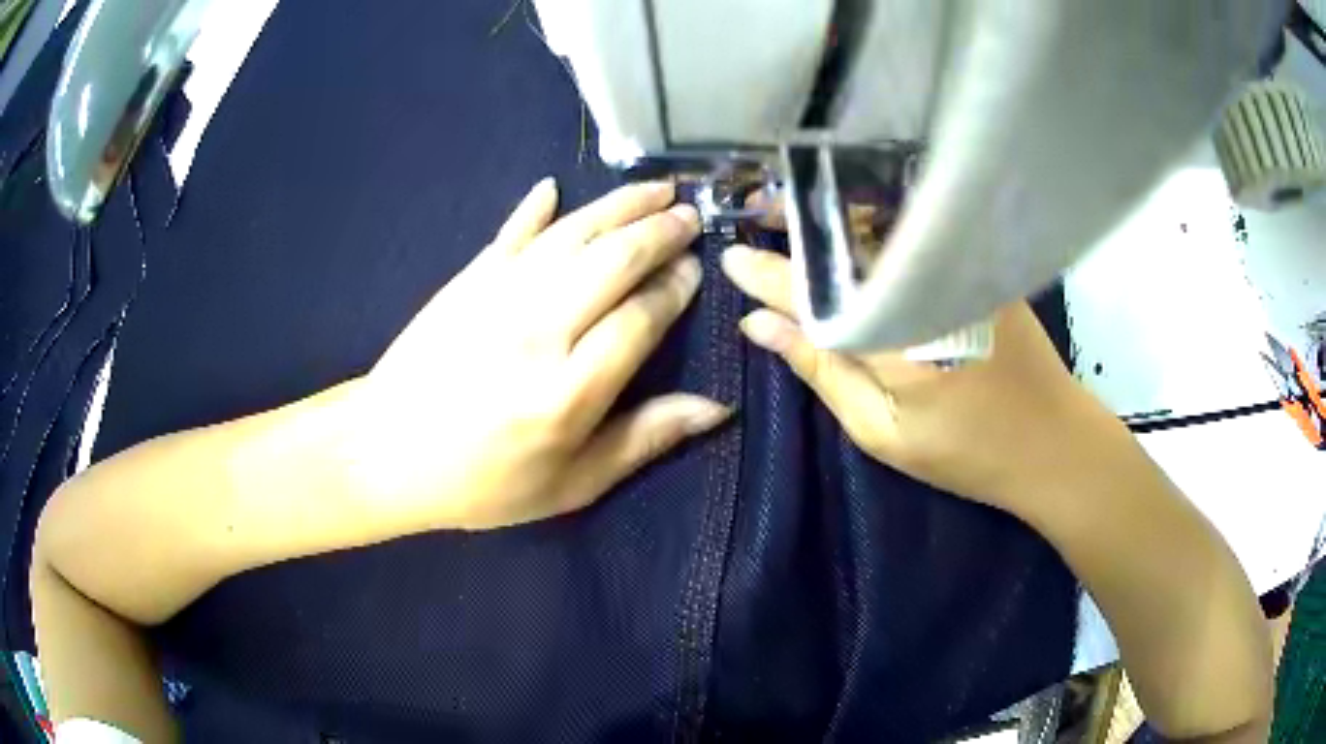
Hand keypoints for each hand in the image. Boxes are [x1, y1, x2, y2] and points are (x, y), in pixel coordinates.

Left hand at [342, 179, 728, 529]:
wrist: (386, 453)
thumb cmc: (484, 483)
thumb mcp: (571, 485)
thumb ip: (644, 440)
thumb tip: (717, 408)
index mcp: (569, 391)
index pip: (641, 318)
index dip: (675, 288)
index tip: (697, 269)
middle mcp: (538, 331)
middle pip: (613, 261)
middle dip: (659, 233)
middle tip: (690, 216)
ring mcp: (498, 296)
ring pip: (572, 235)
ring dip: (618, 206)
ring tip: (655, 189)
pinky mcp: (466, 281)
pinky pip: (510, 233)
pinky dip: (534, 208)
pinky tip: (553, 187)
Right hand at [720, 244, 1112, 515]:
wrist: (1053, 441)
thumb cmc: (966, 453)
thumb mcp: (882, 433)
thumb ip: (822, 370)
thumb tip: (759, 325)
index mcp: (896, 335)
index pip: (813, 291)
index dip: (767, 273)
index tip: (729, 255)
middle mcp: (924, 283)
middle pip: (847, 240)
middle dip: (795, 221)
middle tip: (753, 209)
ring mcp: (956, 267)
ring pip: (880, 227)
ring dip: (831, 218)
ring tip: (791, 215)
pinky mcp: (976, 263)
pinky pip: (913, 233)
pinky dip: (873, 224)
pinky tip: (850, 226)